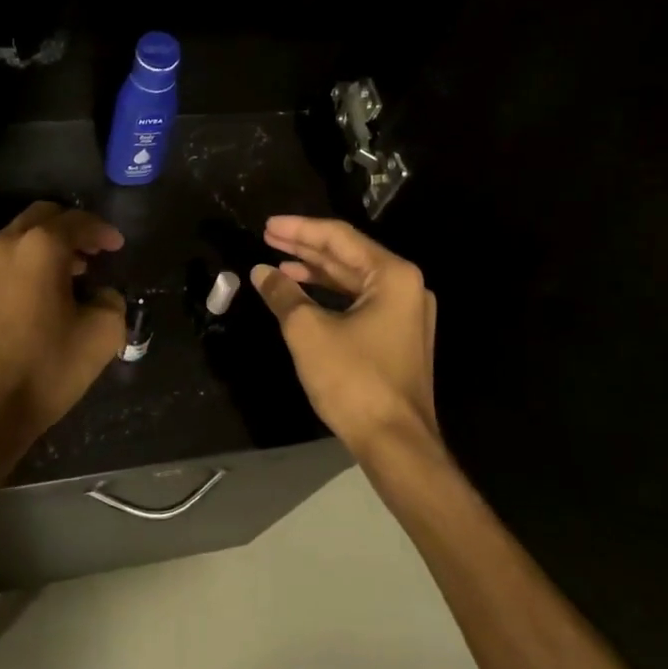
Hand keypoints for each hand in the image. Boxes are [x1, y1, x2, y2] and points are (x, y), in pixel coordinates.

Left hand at [0, 202, 126, 450]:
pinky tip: (33, 299)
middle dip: (71, 229)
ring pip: (17, 239)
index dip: (103, 231)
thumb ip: (111, 300)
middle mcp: (4, 245)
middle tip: (92, 253)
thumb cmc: (46, 367)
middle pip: (43, 217)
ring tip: (66, 277)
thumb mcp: (102, 334)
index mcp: (41, 247)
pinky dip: (21, 268)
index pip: (78, 221)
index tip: (117, 246)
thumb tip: (101, 294)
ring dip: (44, 248)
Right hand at [252, 215, 439, 459]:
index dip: (300, 229)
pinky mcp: (398, 338)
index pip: (340, 238)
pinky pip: (359, 303)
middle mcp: (406, 287)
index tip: (267, 225)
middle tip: (268, 237)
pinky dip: (329, 297)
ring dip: (315, 272)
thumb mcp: (308, 331)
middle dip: (305, 247)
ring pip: (353, 281)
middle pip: (348, 256)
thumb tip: (261, 271)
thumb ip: (283, 294)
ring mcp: (405, 314)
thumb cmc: (354, 380)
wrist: (395, 443)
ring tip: (278, 265)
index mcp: (393, 275)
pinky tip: (302, 297)